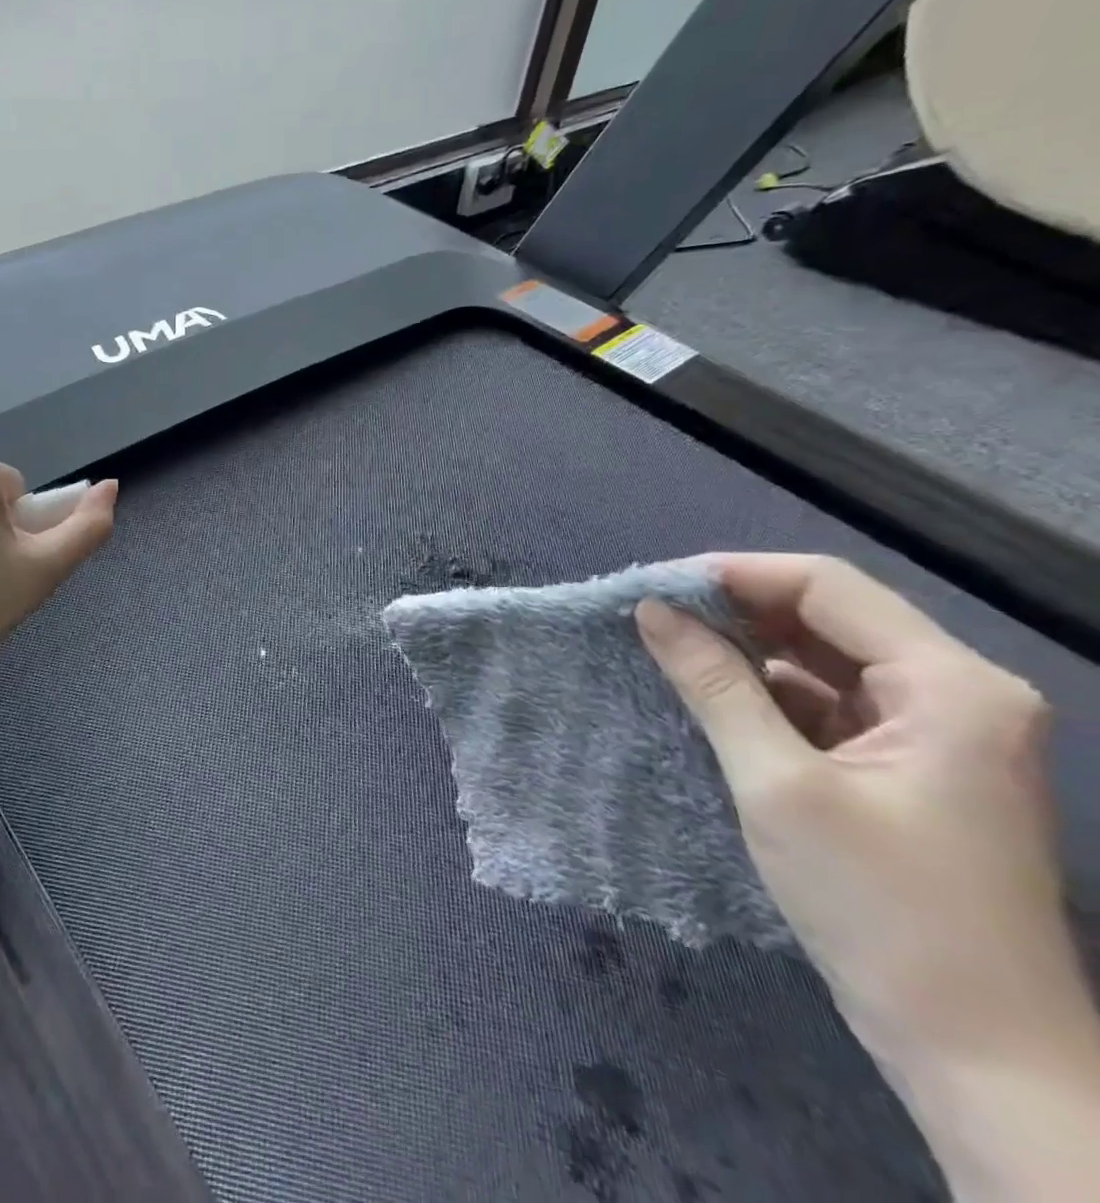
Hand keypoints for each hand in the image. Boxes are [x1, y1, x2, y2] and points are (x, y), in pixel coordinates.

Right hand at [635, 555, 1094, 1077]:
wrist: (977, 1051)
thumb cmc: (880, 907)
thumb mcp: (778, 784)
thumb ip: (714, 685)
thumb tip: (653, 611)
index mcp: (951, 686)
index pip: (828, 587)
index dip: (735, 576)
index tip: (654, 588)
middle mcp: (956, 694)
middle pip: (830, 616)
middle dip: (736, 612)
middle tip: (650, 619)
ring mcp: (937, 733)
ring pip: (825, 659)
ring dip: (747, 652)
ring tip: (666, 652)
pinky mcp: (909, 767)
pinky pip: (828, 702)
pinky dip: (767, 694)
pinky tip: (709, 698)